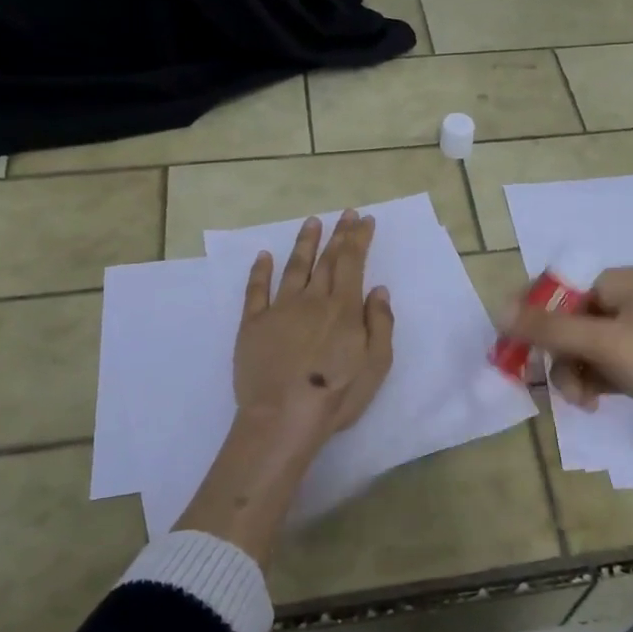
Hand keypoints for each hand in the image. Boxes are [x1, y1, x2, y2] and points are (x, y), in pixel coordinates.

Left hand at [233, 210, 394, 455]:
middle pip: (327, 260)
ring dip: (304, 243)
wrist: (283, 417)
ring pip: (294, 267)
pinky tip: (263, 256)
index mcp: (343, 308)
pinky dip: (260, 271)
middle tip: (345, 214)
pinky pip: (256, 290)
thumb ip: (380, 323)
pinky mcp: (252, 324)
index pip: (352, 262)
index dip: (358, 239)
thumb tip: (378, 290)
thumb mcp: (376, 364)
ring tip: (312, 222)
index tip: (363, 220)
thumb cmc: (337, 395)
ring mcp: (279, 309)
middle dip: (338, 235)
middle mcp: (312, 300)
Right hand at [505, 266, 632, 444]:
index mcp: (622, 282)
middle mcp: (628, 300)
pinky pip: (600, 366)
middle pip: (569, 321)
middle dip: (559, 355)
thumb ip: (550, 329)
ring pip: (582, 348)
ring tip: (581, 400)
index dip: (534, 314)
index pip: (561, 287)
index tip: (515, 345)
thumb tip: (499, 311)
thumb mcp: (605, 343)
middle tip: (557, 384)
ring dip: (573, 374)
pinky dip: (591, 382)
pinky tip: (592, 403)